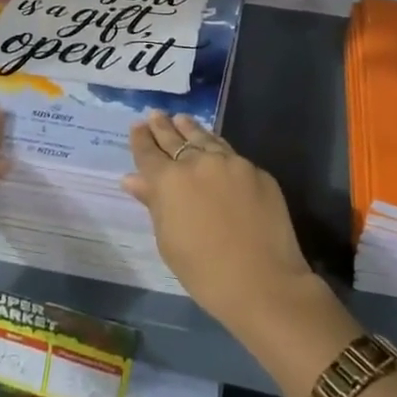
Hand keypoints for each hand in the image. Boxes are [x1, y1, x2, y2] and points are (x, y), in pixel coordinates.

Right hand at [123, 112, 317, 337]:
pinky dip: (216, 147)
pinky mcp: (256, 171)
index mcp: (169, 181)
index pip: (149, 153)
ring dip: (190, 129)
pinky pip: (230, 154)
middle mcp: (198, 162)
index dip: (141, 139)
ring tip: (181, 120)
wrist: (263, 282)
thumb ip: (153, 203)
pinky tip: (214, 147)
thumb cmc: (205, 272)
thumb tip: (133, 179)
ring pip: (205, 138)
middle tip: (155, 114)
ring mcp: (231, 163)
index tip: (137, 126)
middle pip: (175, 138)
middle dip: (163, 127)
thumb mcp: (168, 241)